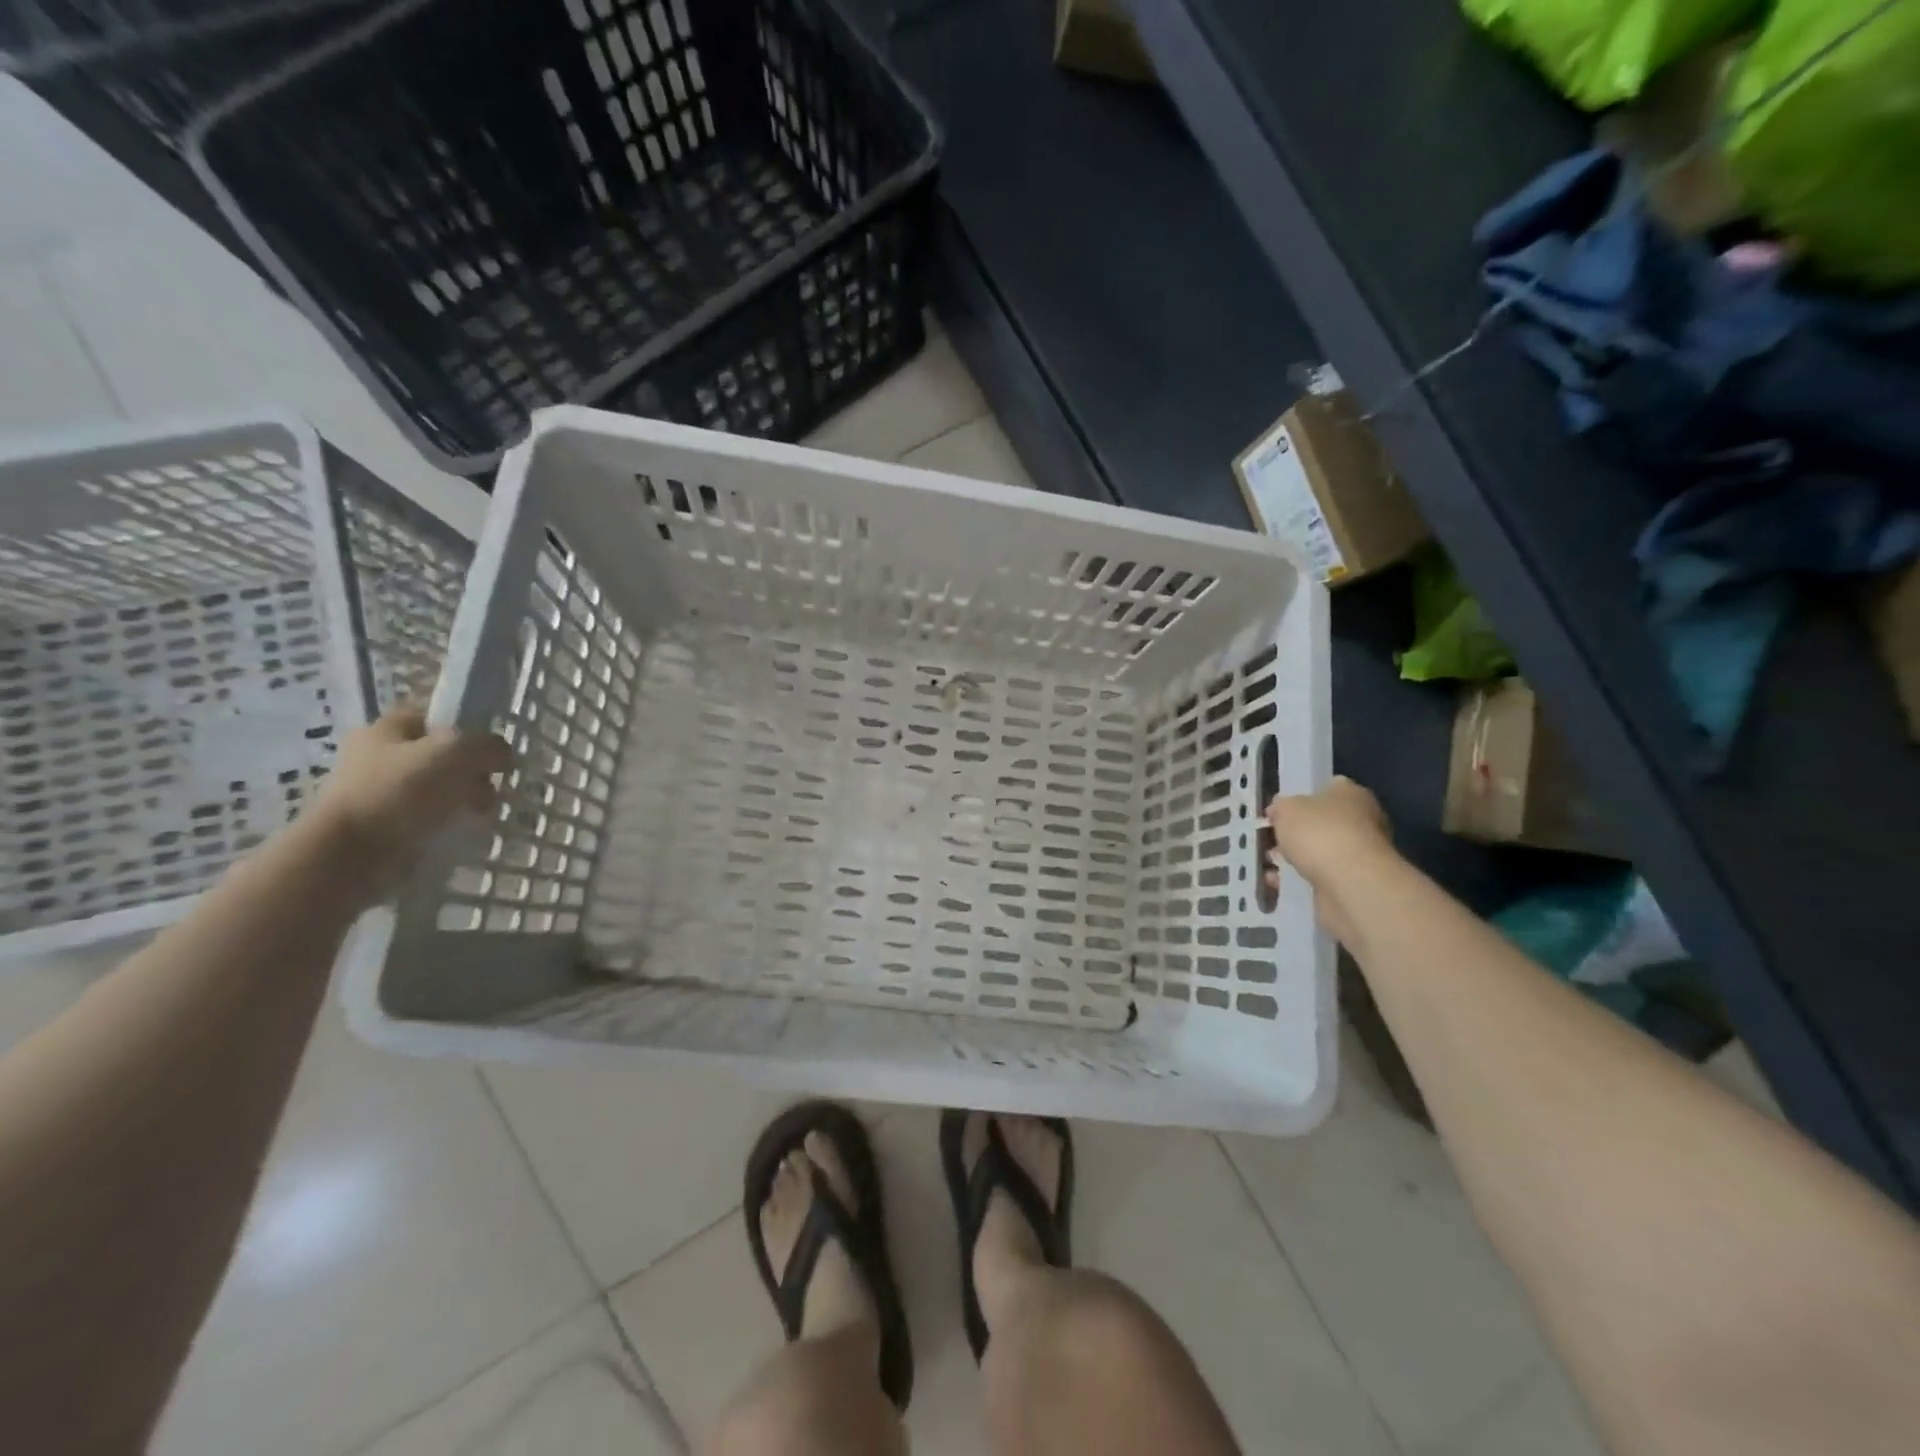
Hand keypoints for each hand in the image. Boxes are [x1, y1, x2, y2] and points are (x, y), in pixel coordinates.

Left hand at [308, 705, 511, 892]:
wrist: (350, 856)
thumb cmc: (400, 791)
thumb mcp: (456, 751)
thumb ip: (488, 745)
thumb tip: (503, 756)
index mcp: (387, 728)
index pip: (437, 716)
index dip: (470, 728)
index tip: (492, 750)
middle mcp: (379, 755)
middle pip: (443, 754)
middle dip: (473, 770)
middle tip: (490, 787)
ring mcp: (380, 792)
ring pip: (440, 787)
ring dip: (466, 798)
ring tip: (480, 813)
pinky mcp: (385, 825)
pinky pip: (431, 817)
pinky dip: (451, 823)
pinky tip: (462, 830)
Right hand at [1267, 776, 1394, 943]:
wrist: (1350, 883)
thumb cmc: (1318, 833)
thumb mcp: (1285, 809)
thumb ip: (1280, 807)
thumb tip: (1279, 811)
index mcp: (1350, 793)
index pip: (1325, 788)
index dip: (1298, 799)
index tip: (1276, 814)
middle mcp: (1361, 820)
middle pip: (1321, 823)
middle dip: (1295, 834)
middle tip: (1269, 842)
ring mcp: (1360, 853)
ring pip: (1319, 852)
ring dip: (1295, 859)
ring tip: (1268, 866)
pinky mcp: (1354, 882)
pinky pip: (1320, 877)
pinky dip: (1300, 880)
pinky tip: (1279, 884)